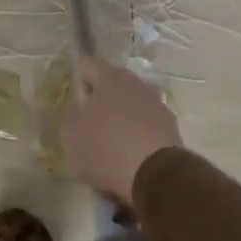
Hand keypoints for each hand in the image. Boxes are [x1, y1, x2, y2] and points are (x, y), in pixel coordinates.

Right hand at [62, 57, 182, 205]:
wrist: (156, 176)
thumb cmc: (106, 148)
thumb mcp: (71, 134)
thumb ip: (70, 115)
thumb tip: (77, 108)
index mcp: (110, 78)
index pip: (87, 64)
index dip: (76, 74)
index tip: (69, 88)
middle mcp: (137, 84)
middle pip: (112, 84)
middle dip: (100, 98)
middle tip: (86, 118)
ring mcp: (157, 106)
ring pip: (131, 105)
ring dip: (120, 117)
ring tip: (108, 141)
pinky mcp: (171, 129)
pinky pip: (146, 127)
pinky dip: (136, 135)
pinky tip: (128, 156)